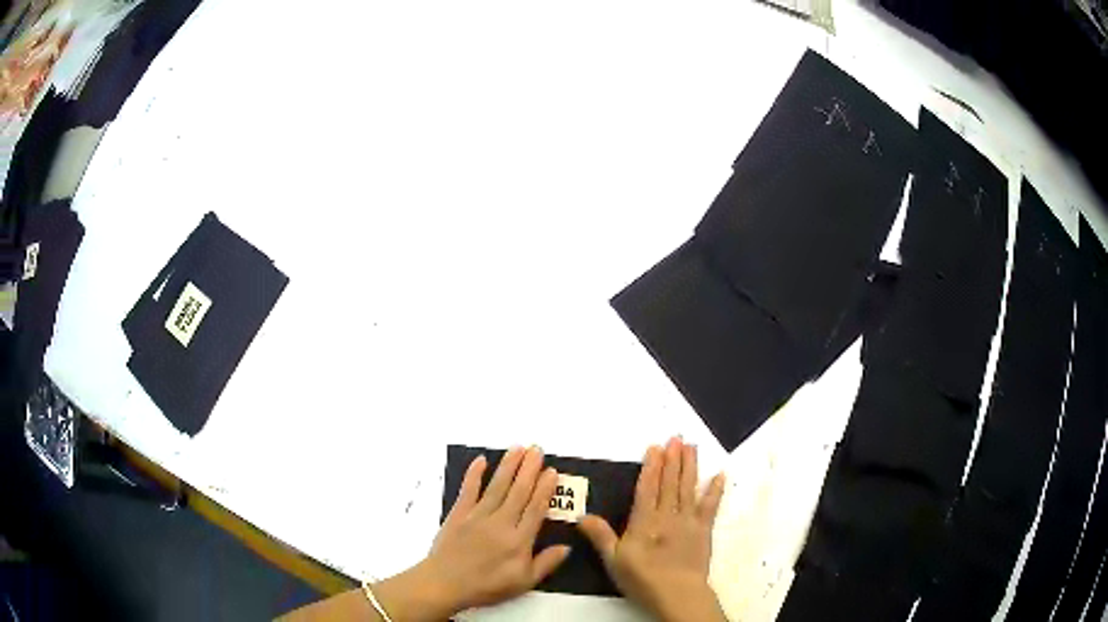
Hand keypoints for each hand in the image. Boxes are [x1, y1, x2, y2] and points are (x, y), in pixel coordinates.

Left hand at [376, 446, 569, 619]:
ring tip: (518, 448)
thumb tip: (567, 546)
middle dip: (529, 469)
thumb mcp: (523, 583)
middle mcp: (501, 522)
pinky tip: (481, 460)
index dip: (545, 489)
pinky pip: (468, 490)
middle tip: (537, 449)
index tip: (552, 471)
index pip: (536, 509)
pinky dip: (474, 474)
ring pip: (497, 486)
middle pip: (518, 491)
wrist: (445, 584)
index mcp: (519, 540)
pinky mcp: (458, 513)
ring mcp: (478, 515)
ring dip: (508, 466)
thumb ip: (546, 563)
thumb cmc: (486, 586)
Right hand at [577, 437, 726, 621]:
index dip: (651, 466)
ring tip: (692, 447)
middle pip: (670, 483)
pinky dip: (715, 491)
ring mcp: (688, 521)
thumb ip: (601, 536)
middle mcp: (667, 515)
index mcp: (645, 521)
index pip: (647, 488)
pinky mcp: (704, 530)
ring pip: (689, 488)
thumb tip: (583, 516)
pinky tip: (719, 475)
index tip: (655, 447)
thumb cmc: (642, 578)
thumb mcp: (614, 560)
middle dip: (672, 459)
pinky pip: (710, 506)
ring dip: (690, 466)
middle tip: (676, 437)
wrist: (677, 593)